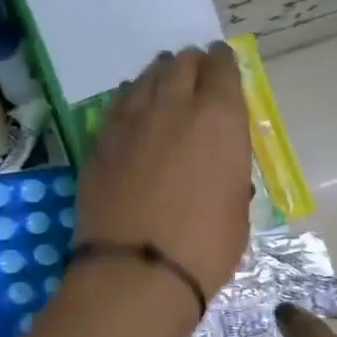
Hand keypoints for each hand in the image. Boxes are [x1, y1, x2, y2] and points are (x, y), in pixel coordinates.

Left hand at [76, 44, 251, 300]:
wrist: (136, 272)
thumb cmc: (204, 248)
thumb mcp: (237, 208)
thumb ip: (229, 170)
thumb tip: (217, 162)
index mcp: (219, 118)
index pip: (223, 68)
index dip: (223, 64)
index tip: (222, 65)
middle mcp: (173, 106)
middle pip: (181, 64)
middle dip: (191, 66)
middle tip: (193, 76)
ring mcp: (130, 121)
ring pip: (144, 79)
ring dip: (158, 78)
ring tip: (162, 86)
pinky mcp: (99, 141)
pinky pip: (117, 105)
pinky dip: (129, 102)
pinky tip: (131, 112)